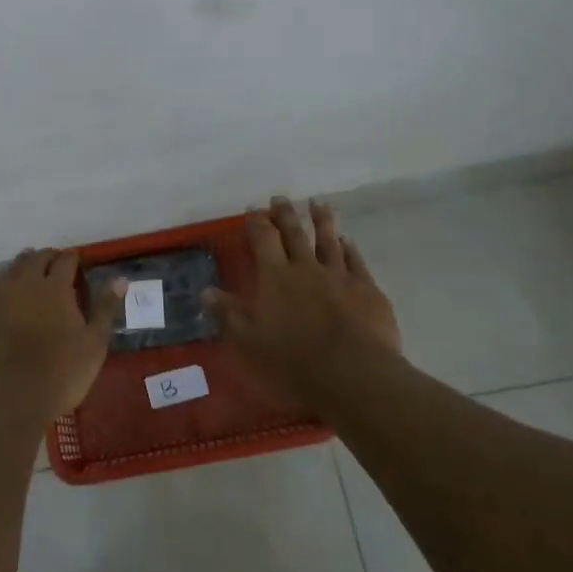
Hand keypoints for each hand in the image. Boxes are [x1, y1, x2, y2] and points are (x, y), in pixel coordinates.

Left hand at [0, 249, 121, 421]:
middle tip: (54, 265)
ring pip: (11, 270)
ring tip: (30, 275)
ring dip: (23, 267)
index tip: (77, 262)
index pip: (65, 260)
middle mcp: (24, 283)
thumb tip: (120, 279)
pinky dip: (4, 288)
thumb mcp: (94, 343)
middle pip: (35, 259)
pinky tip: (7, 300)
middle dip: (46, 258)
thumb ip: (105, 308)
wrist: (8, 398)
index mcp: (55, 287)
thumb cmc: (60, 372)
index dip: (72, 258)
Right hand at [204, 197, 402, 402]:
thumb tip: (205, 292)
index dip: (257, 223)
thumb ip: (228, 313)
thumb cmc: (292, 360)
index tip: (253, 210)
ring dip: (322, 221)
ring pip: (329, 240)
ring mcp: (339, 276)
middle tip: (281, 198)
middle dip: (286, 214)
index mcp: (275, 277)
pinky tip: (348, 241)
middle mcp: (306, 268)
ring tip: (318, 203)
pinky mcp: (367, 290)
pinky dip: (350, 249)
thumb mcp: (248, 341)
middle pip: (295, 234)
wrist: (352, 373)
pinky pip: (356, 261)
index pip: (263, 240)